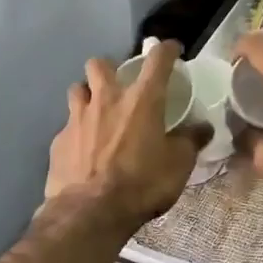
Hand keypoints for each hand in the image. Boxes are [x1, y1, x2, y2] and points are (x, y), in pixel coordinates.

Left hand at [45, 42, 207, 225]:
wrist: (90, 213)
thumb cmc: (142, 183)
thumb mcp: (179, 164)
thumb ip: (191, 141)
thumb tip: (203, 127)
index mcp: (142, 100)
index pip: (157, 60)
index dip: (167, 49)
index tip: (172, 49)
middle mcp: (107, 99)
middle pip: (100, 64)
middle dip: (110, 68)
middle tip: (120, 85)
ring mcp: (77, 118)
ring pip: (77, 89)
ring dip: (87, 95)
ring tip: (97, 112)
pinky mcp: (58, 141)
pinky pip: (67, 126)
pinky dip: (77, 132)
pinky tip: (84, 149)